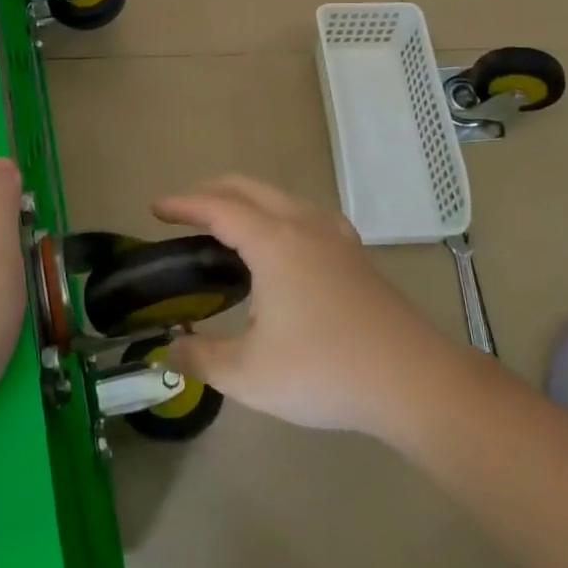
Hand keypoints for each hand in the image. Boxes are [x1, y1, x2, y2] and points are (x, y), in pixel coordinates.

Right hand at [153, 176, 453, 437]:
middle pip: (248, 187)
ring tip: (225, 226)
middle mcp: (303, 224)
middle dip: (210, 191)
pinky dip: (276, 213)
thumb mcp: (249, 375)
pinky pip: (305, 213)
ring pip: (279, 196)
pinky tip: (281, 244)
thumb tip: (170, 350)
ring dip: (245, 199)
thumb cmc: (324, 371)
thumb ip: (202, 358)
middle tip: (182, 212)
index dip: (183, 204)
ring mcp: (334, 235)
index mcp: (274, 241)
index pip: (217, 207)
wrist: (412, 380)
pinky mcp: (353, 253)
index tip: (156, 207)